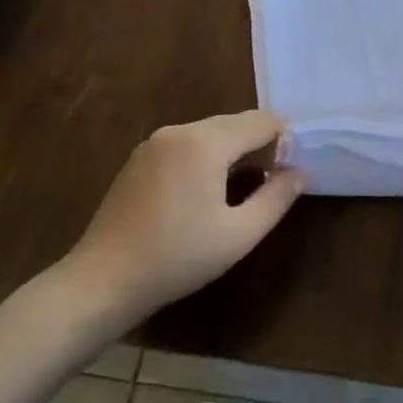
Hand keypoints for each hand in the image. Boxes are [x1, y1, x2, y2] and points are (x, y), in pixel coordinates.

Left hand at [55, 110, 304, 328]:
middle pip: (236, 123)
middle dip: (260, 145)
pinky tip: (206, 192)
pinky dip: (208, 156)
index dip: (284, 141)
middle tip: (272, 183)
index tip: (289, 173)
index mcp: (205, 142)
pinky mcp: (140, 158)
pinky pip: (187, 144)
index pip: (262, 121)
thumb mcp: (239, 235)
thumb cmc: (177, 258)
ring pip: (211, 132)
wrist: (102, 281)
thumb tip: (300, 172)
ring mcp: (155, 142)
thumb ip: (277, 198)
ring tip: (243, 189)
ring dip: (234, 151)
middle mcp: (179, 130)